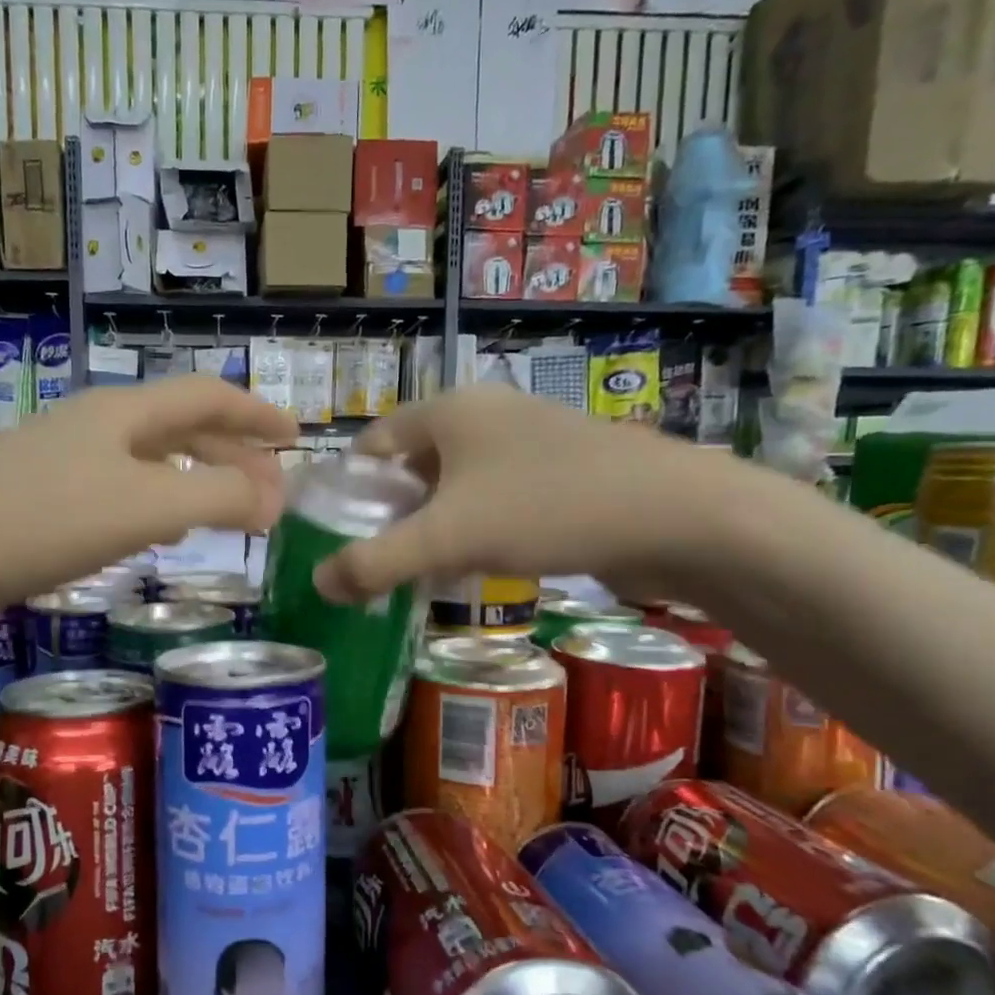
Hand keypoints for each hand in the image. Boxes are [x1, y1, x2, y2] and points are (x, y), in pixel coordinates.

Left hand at [0, 376, 295, 643]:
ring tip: (230, 507)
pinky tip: (159, 533)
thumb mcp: (146, 507)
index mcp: (122, 413)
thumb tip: (274, 499)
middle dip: (234, 450)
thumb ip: (221, 497)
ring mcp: (61, 464)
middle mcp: (94, 428)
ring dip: (197, 477)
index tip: (298, 438)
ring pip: (149, 461)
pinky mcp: (38, 505)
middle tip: (273, 485)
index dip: (258, 413)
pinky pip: (119, 493)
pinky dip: (158, 505)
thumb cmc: (40, 523)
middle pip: (181, 426)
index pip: (208, 395)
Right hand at [313, 384, 746, 601]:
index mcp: (449, 410)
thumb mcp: (448, 538)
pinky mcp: (561, 470)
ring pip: (456, 485)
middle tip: (375, 562)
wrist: (676, 515)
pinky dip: (475, 529)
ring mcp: (528, 441)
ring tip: (419, 571)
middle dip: (391, 514)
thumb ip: (375, 562)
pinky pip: (495, 498)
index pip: (373, 443)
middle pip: (413, 465)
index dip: (348, 489)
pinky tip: (477, 566)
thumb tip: (318, 584)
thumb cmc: (546, 508)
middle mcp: (486, 415)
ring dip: (433, 526)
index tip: (336, 536)